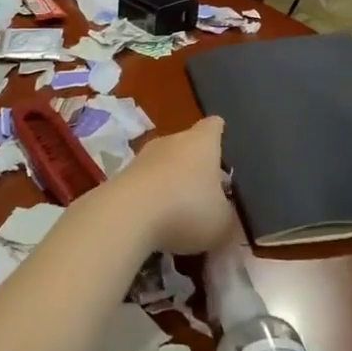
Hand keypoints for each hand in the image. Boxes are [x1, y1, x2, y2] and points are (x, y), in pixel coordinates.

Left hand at [110, 116, 239, 255]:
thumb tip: (229, 220)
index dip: (220, 134)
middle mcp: (172, 140)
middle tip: (208, 191)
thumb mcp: (223, 224)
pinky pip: (145, 183)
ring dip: (171, 182)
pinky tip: (156, 222)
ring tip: (181, 211)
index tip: (224, 145)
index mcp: (202, 142)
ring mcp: (143, 156)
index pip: (214, 126)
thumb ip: (229, 219)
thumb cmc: (187, 209)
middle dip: (196, 165)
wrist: (127, 215)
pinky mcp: (122, 176)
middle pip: (188, 145)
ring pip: (164, 164)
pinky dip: (151, 198)